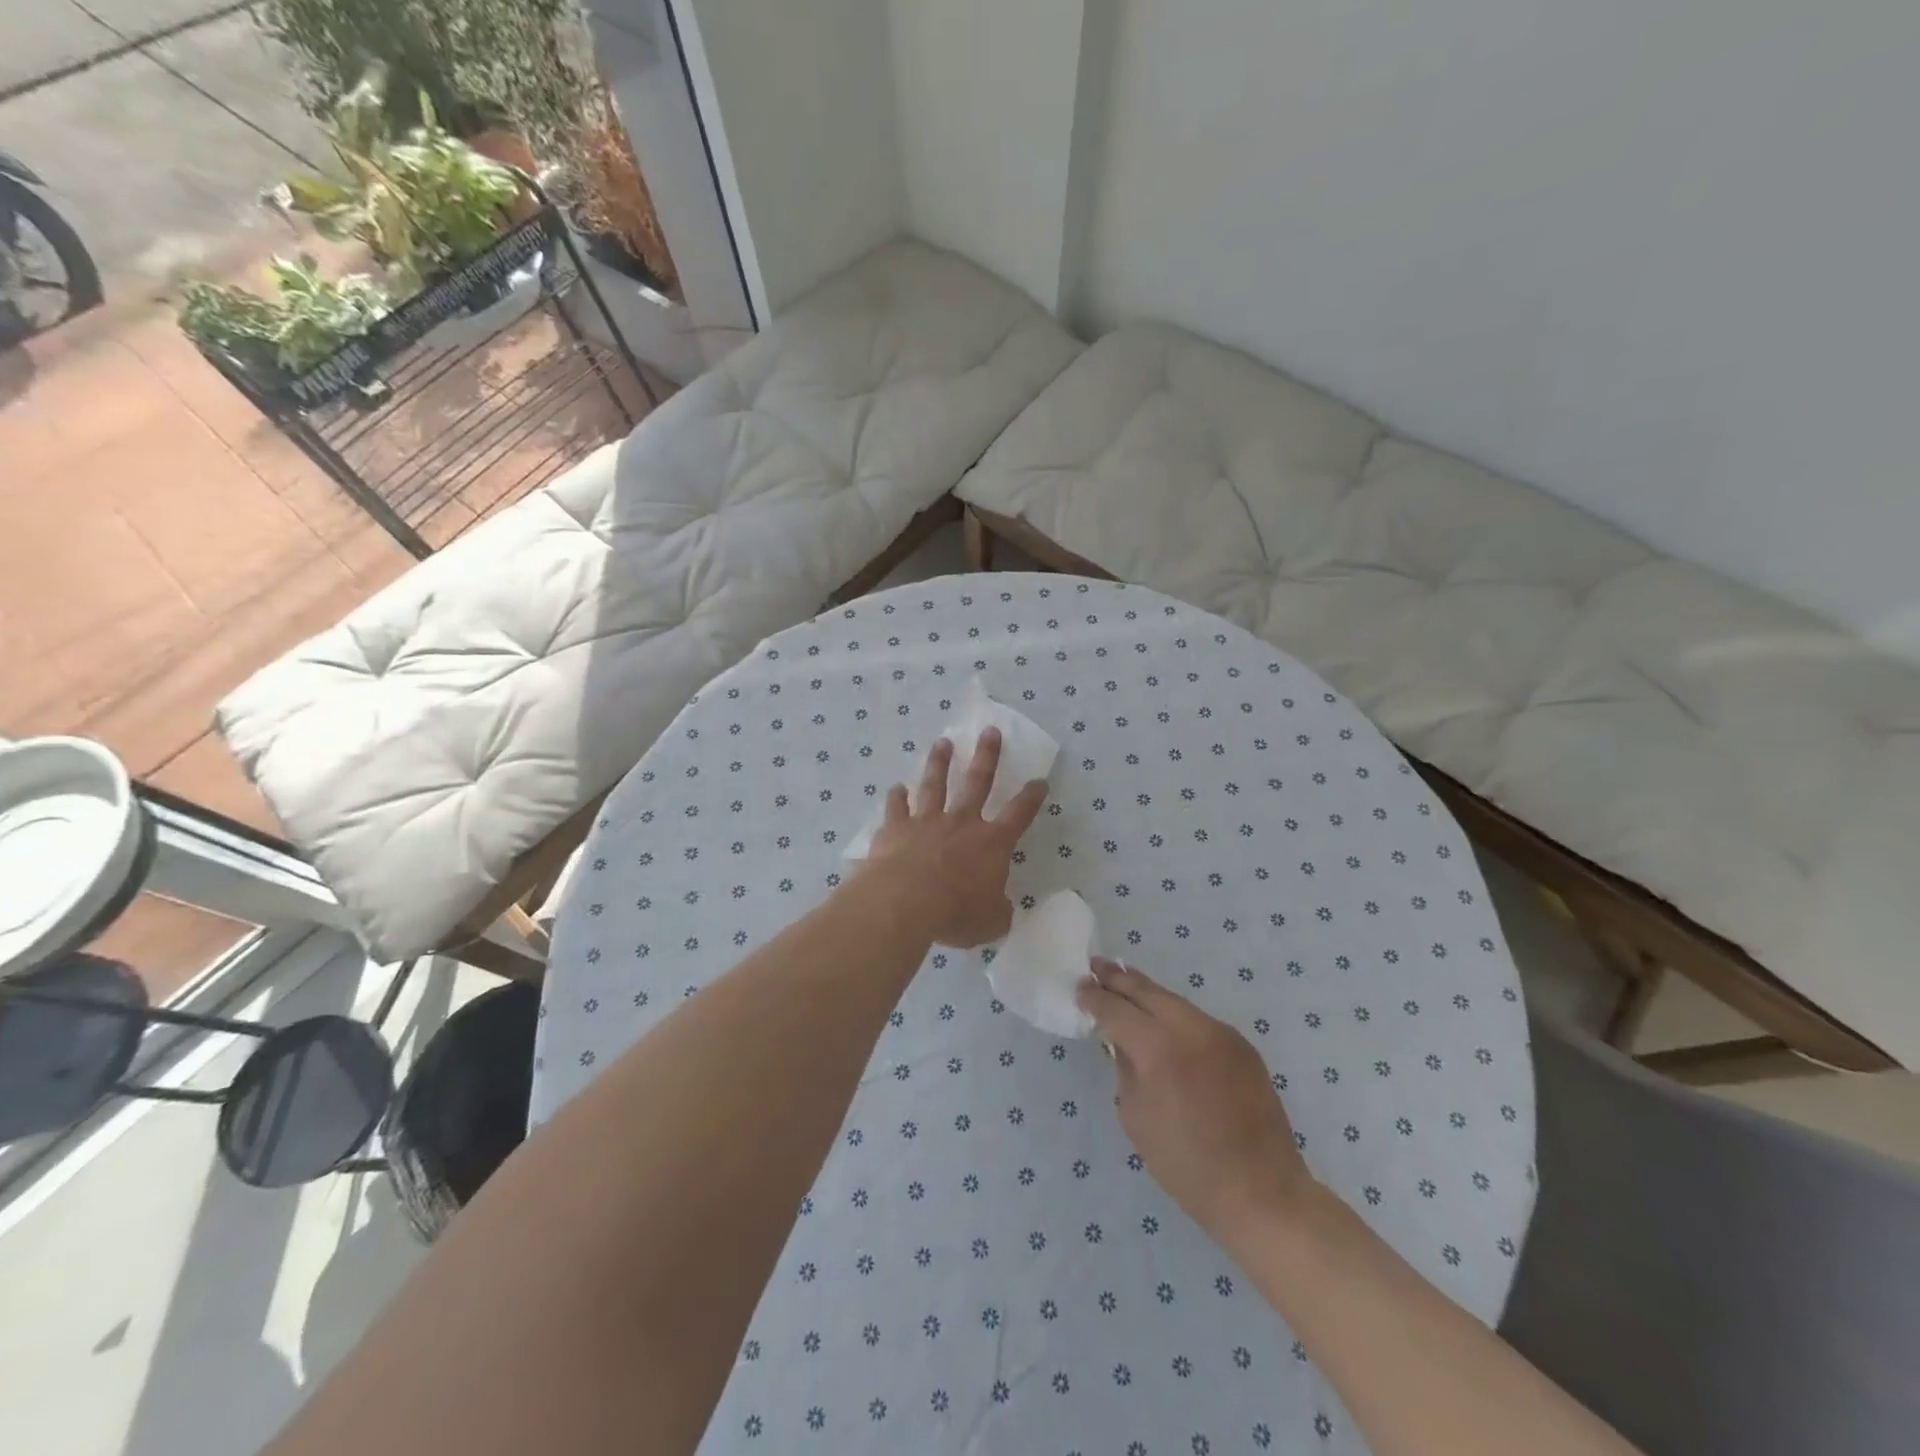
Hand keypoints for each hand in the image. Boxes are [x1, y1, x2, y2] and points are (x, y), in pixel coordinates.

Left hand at [861, 728, 1047, 947]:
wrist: (904, 902)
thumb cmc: (955, 913)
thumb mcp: (991, 921)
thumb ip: (998, 910)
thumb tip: (1001, 907)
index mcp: (991, 843)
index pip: (1019, 814)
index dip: (1031, 798)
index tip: (1039, 781)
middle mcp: (961, 823)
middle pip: (977, 781)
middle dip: (987, 756)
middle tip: (990, 731)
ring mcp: (926, 821)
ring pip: (934, 784)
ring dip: (939, 763)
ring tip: (942, 743)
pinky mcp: (895, 828)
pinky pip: (896, 807)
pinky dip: (896, 797)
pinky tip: (896, 788)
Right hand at [1077, 959, 1315, 1244]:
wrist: (1261, 1192)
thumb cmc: (1187, 1165)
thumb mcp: (1136, 1117)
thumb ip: (1125, 1070)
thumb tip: (1121, 1044)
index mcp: (1159, 1048)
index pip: (1116, 1010)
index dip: (1094, 999)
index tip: (1079, 990)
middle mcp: (1191, 1028)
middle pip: (1147, 991)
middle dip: (1118, 978)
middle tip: (1095, 966)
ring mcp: (1221, 1033)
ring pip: (1174, 1001)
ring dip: (1147, 993)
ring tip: (1124, 984)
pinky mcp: (1242, 1046)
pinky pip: (1198, 1020)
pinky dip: (1174, 1015)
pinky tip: (1163, 1020)